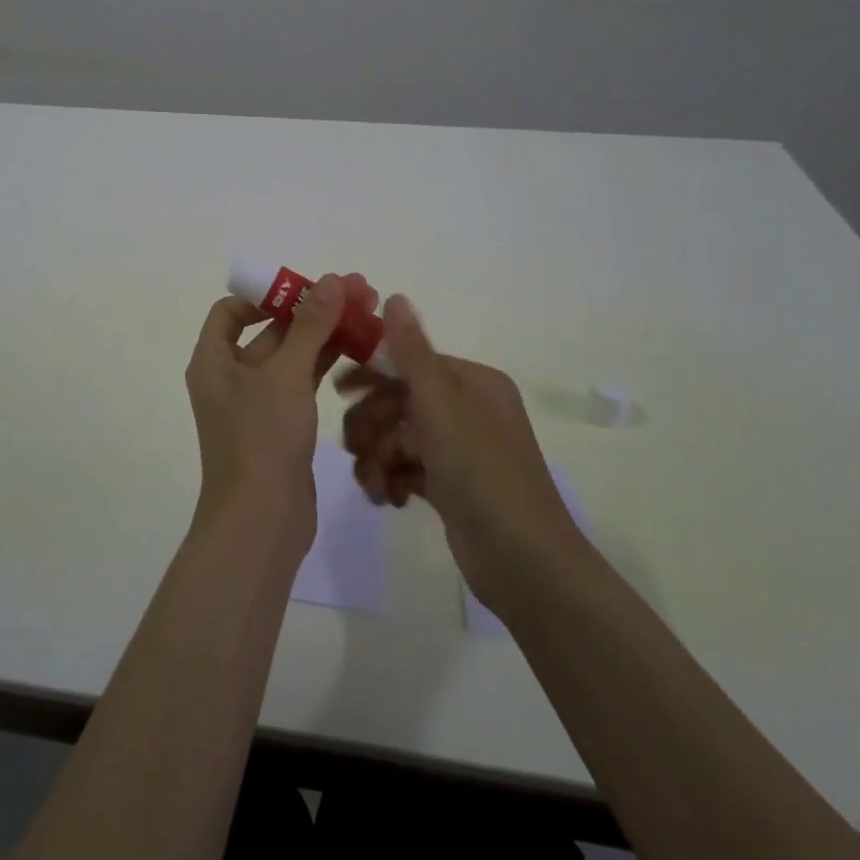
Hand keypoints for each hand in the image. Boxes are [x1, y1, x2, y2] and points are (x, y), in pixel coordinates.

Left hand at [184, 272, 378, 546]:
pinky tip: (360, 350)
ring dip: (325, 335)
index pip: (231, 310)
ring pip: (292, 356)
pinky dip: (326, 364)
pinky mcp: (280, 425)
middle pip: (270, 330)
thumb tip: (332, 281)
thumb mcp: (287, 375)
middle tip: (359, 292)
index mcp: (213, 360)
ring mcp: (256, 403)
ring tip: (369, 314)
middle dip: (312, 310)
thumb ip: (310, 326)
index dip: (266, 294)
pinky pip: (302, 383)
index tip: (306, 289)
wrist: (261, 521)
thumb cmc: (262, 438)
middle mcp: (230, 377)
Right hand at [337, 296, 582, 609]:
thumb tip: (394, 296)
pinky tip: (388, 499)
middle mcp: (469, 410)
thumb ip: (411, 352)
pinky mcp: (452, 487)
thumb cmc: (481, 472)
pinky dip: (393, 480)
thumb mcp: (441, 405)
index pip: (410, 364)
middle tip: (354, 449)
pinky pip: (408, 469)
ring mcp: (461, 451)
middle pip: (400, 402)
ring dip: (378, 458)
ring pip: (399, 438)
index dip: (372, 376)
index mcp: (473, 383)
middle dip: (372, 426)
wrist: (523, 563)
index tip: (336, 391)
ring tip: (373, 485)